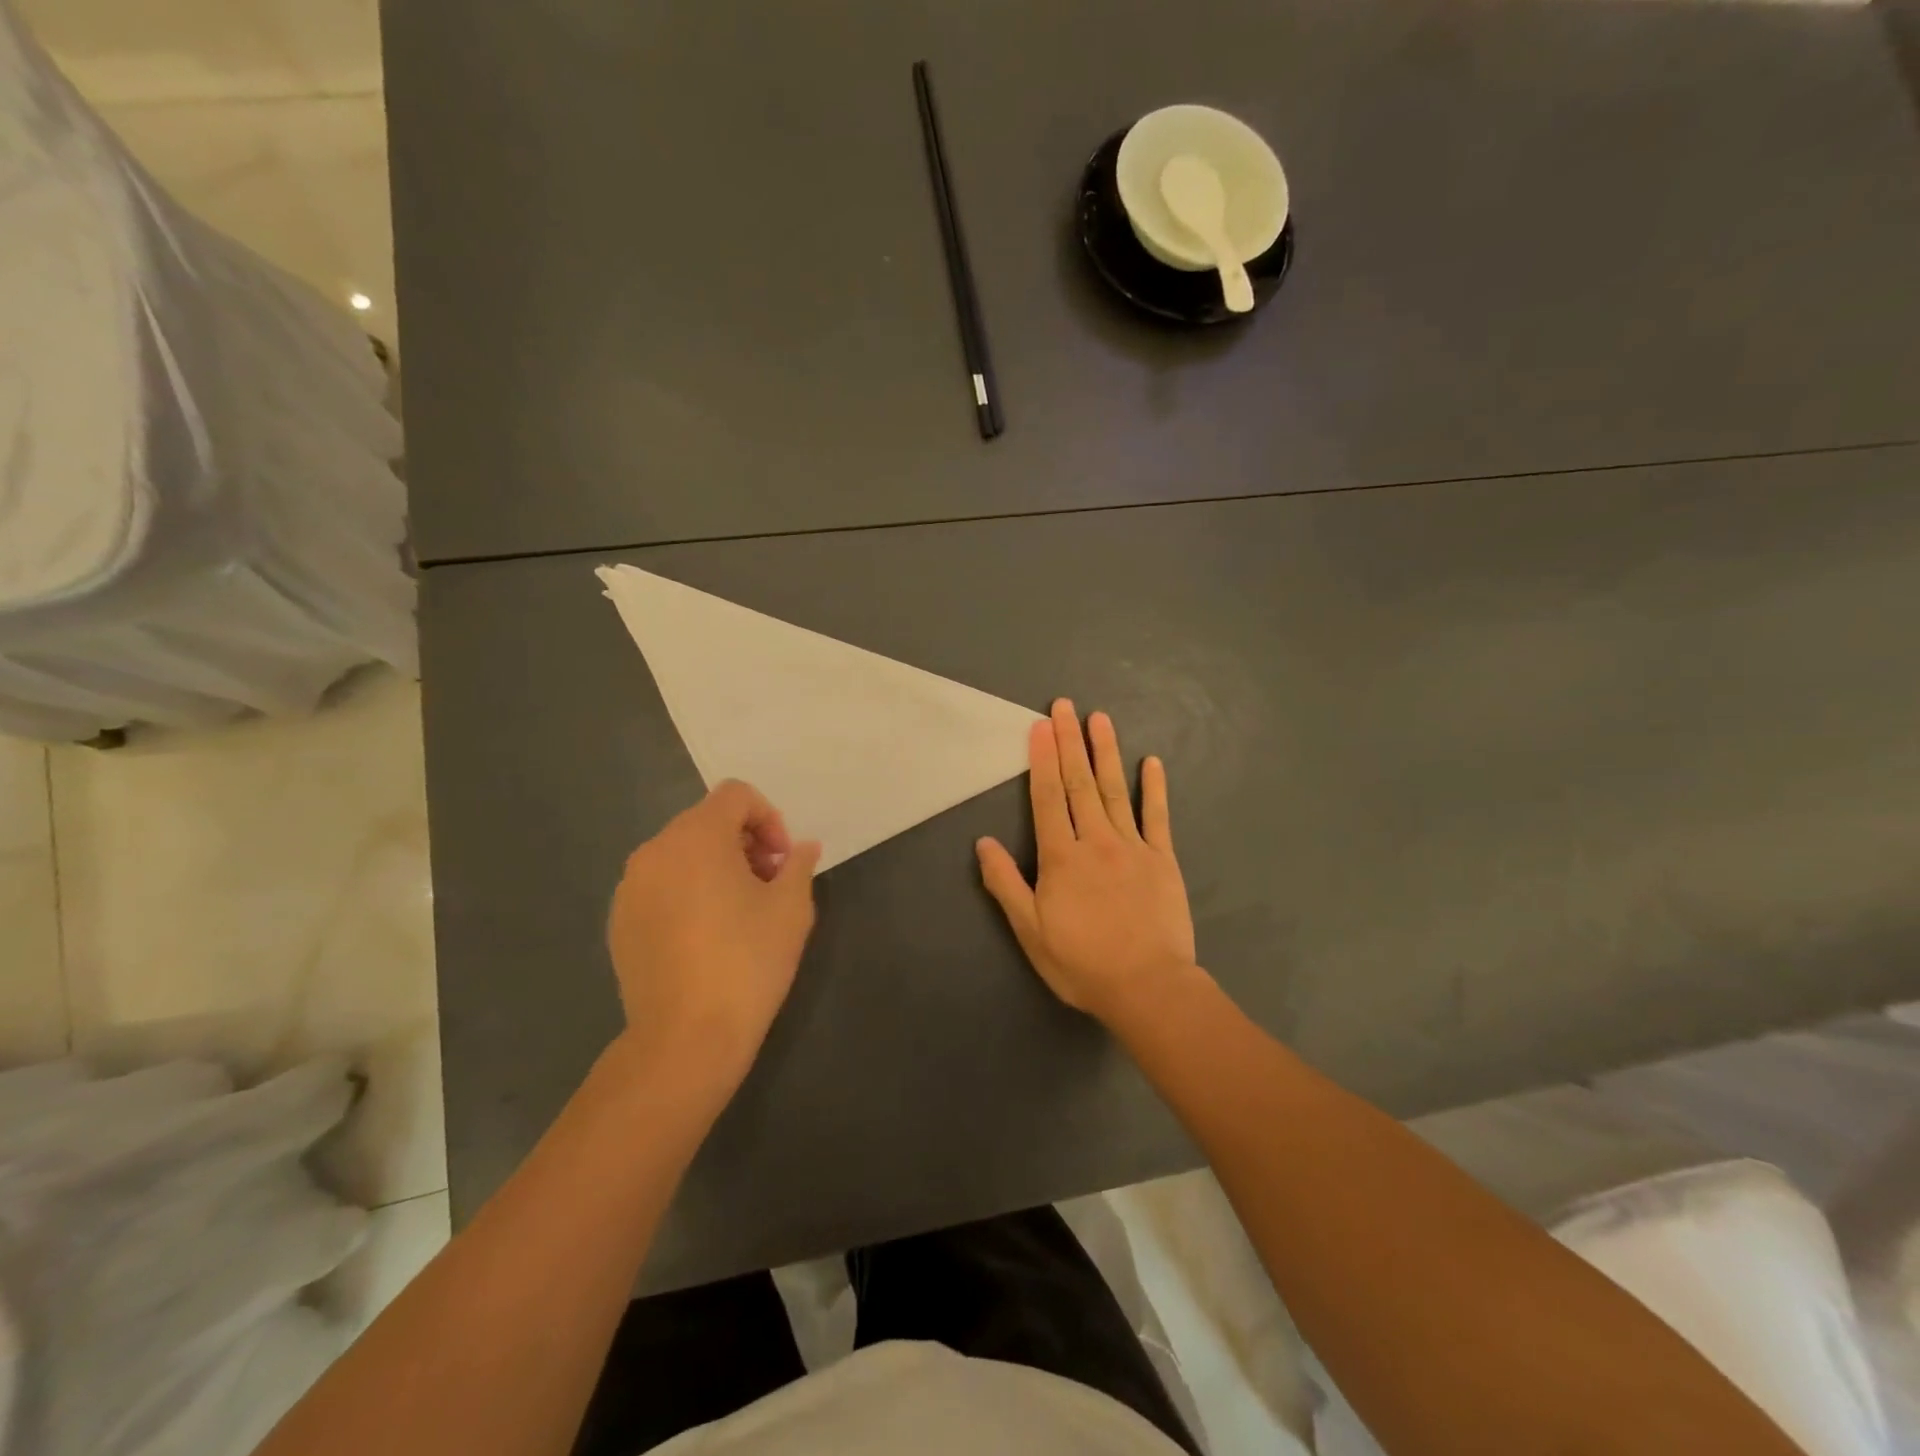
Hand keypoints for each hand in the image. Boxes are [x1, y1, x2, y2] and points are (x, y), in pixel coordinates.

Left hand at [607, 781, 821, 1075]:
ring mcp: (631, 887)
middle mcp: (656, 850)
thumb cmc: (748, 961)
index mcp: (697, 837)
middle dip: (744, 842)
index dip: (768, 817)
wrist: (686, 1037)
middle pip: (707, 821)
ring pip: (682, 853)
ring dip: (716, 866)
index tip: (782, 861)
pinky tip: (706, 935)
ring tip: (739, 911)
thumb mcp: (791, 908)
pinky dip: (687, 891)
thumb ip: (799, 864)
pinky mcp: (619, 920)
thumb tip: (803, 848)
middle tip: (768, 884)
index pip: (735, 795)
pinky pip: (660, 885)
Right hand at [977, 701, 1198, 1023]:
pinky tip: (1151, 762)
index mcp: (1061, 857)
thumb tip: (982, 843)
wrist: (1147, 987)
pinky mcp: (1162, 859)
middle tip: (1065, 705)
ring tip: (1099, 718)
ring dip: (1106, 752)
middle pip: (1079, 783)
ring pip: (1115, 790)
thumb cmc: (1082, 963)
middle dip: (1070, 742)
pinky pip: (1157, 816)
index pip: (1048, 798)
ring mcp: (1132, 846)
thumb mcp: (1030, 931)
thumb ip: (1006, 884)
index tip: (1040, 726)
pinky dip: (1154, 788)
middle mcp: (1095, 841)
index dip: (1042, 760)